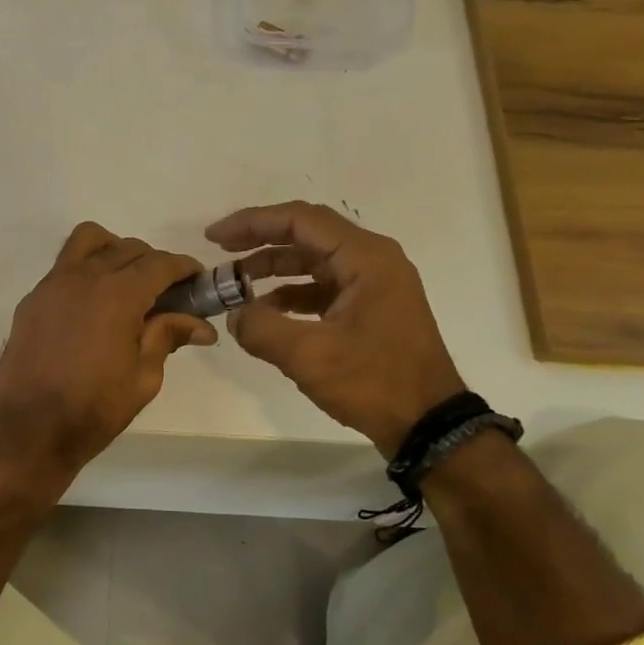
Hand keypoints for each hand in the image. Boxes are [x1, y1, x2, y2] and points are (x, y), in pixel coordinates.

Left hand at [0, 222, 217, 475]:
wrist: (30, 428)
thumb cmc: (94, 408)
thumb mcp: (144, 377)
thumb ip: (168, 337)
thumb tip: (201, 325)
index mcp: (118, 294)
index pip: (160, 263)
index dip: (184, 267)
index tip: (197, 279)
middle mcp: (84, 277)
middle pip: (128, 248)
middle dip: (154, 263)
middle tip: (166, 293)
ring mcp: (52, 284)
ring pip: (88, 241)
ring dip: (114, 251)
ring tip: (124, 283)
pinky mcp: (32, 299)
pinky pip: (64, 267)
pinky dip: (85, 271)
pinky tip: (91, 307)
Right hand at [207, 201, 464, 454]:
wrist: (428, 424)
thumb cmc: (374, 382)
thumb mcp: (309, 355)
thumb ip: (262, 328)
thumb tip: (234, 315)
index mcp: (365, 258)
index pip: (300, 220)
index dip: (253, 222)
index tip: (215, 237)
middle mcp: (371, 261)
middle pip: (306, 235)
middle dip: (259, 241)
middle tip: (220, 251)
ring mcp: (372, 285)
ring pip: (313, 262)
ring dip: (273, 269)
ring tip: (235, 285)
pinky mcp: (368, 309)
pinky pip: (321, 288)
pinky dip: (290, 295)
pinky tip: (264, 312)